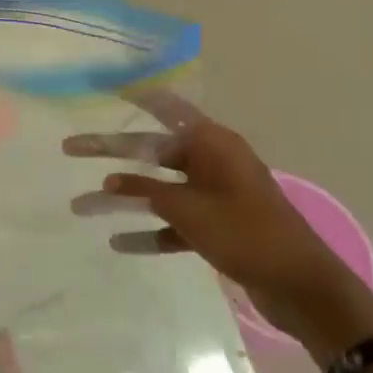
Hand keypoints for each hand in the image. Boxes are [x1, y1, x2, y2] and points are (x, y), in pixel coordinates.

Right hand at [65, 90, 372, 360]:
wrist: (302, 286)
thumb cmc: (247, 234)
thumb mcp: (190, 209)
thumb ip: (148, 192)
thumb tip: (112, 181)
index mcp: (212, 144)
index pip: (167, 109)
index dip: (136, 95)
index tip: (105, 85)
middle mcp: (211, 162)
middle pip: (151, 150)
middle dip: (110, 151)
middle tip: (70, 147)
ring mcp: (214, 195)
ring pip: (157, 189)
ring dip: (123, 198)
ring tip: (80, 207)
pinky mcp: (216, 225)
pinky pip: (173, 221)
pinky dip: (149, 231)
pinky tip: (119, 243)